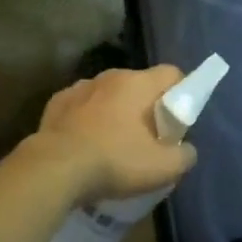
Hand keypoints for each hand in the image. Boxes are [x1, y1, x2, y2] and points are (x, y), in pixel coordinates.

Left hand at [22, 65, 196, 203]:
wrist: (55, 167)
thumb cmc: (114, 161)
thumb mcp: (161, 168)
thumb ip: (184, 156)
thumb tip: (186, 149)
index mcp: (137, 83)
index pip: (171, 73)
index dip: (182, 93)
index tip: (179, 120)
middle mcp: (109, 76)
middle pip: (139, 84)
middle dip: (148, 106)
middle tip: (149, 138)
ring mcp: (80, 86)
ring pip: (109, 94)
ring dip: (116, 111)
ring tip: (114, 142)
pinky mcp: (58, 101)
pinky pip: (83, 105)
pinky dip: (89, 118)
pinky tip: (86, 142)